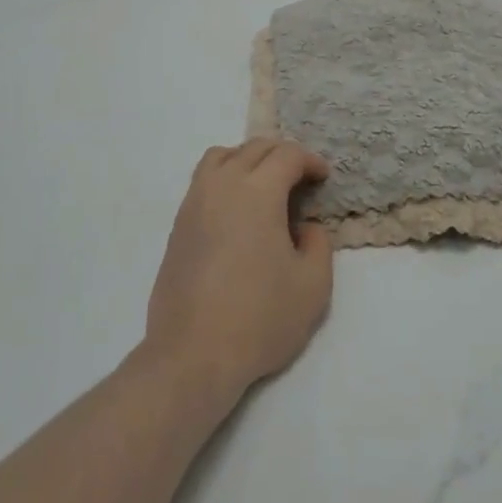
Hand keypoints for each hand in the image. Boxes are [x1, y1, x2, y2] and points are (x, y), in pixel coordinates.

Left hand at [144, 139, 333, 404]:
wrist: (192, 355)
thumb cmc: (259, 318)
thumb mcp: (313, 286)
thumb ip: (319, 244)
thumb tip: (306, 226)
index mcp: (257, 192)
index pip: (287, 155)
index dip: (310, 161)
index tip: (323, 178)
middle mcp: (222, 185)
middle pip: (254, 148)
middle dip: (282, 155)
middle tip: (301, 179)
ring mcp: (194, 202)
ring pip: (221, 156)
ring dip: (248, 159)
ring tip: (265, 185)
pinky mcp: (178, 224)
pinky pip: (203, 180)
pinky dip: (225, 177)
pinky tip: (237, 211)